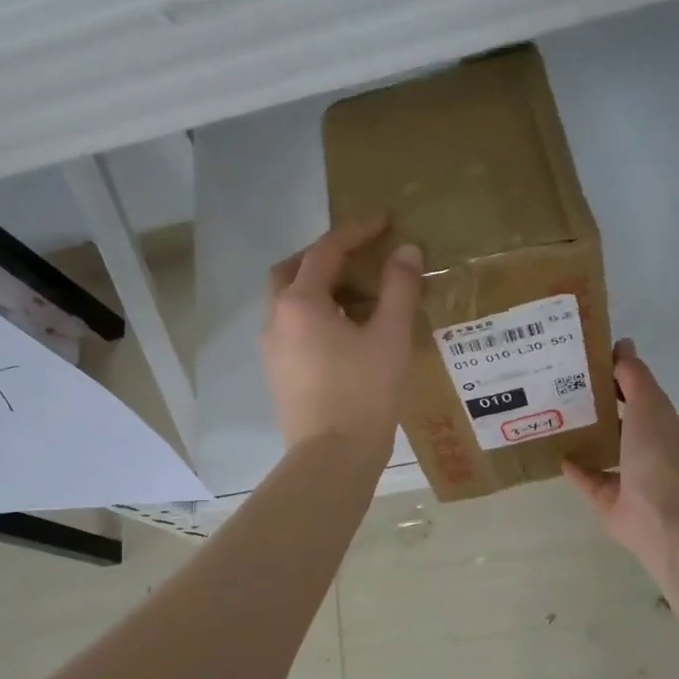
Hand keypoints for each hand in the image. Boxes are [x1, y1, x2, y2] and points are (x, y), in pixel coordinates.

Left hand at [262, 215, 422, 456]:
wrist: (331, 458)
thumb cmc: (364, 393)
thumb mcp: (390, 336)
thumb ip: (399, 288)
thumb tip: (406, 250)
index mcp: (300, 302)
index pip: (325, 251)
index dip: (356, 231)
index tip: (384, 221)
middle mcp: (276, 319)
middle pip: (291, 271)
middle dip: (322, 256)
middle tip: (356, 256)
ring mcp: (271, 349)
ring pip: (287, 301)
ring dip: (315, 287)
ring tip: (354, 295)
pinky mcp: (278, 374)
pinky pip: (291, 328)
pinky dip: (312, 315)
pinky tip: (342, 332)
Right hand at [564, 339, 678, 559]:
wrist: (658, 513)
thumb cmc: (656, 453)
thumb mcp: (647, 403)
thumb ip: (633, 375)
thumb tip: (623, 344)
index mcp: (656, 421)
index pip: (633, 391)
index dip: (612, 373)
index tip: (582, 357)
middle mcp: (642, 446)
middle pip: (615, 419)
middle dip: (592, 403)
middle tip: (556, 382)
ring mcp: (624, 474)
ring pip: (600, 448)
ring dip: (581, 434)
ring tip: (549, 414)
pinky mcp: (604, 497)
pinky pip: (585, 477)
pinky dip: (572, 466)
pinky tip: (551, 450)